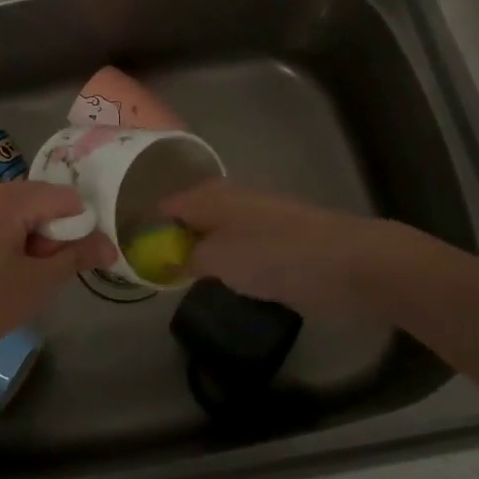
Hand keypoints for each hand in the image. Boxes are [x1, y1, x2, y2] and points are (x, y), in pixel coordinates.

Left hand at [0, 182, 113, 379]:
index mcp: (9, 197)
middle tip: (44, 270)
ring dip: (30, 233)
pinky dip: (8, 234)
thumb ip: (77, 256)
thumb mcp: (38, 283)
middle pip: (40, 198)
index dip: (79, 226)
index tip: (72, 260)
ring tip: (22, 273)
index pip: (65, 197)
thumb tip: (110, 246)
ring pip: (18, 207)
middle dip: (52, 231)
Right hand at [162, 179, 420, 319]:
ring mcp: (257, 219)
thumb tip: (166, 259)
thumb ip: (186, 258)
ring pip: (214, 232)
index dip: (144, 227)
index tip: (128, 255)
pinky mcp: (278, 241)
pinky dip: (223, 260)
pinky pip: (238, 247)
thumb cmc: (277, 256)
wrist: (350, 263)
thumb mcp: (220, 259)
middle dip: (170, 240)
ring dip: (198, 251)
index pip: (165, 206)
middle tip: (150, 271)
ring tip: (177, 280)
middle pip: (188, 217)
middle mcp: (230, 200)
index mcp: (211, 197)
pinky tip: (221, 281)